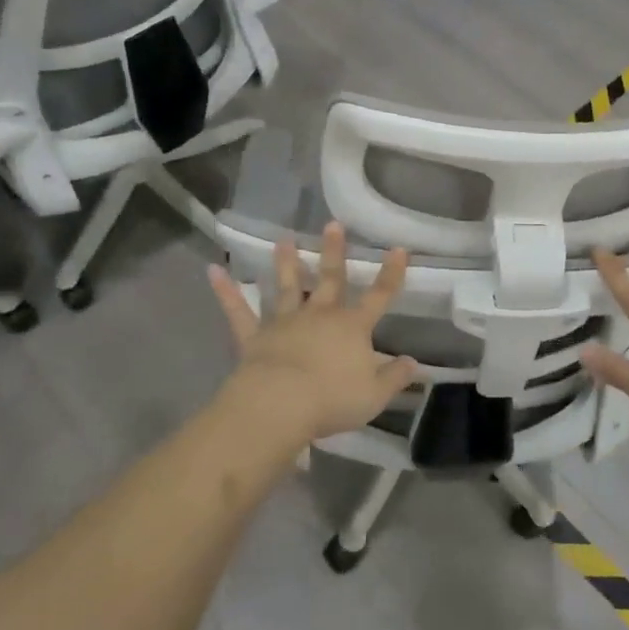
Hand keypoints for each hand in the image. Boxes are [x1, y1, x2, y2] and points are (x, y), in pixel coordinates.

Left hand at [207, 221, 415, 446]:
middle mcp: (320, 315)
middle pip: (329, 278)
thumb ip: (395, 377)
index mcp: (352, 327)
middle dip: (334, 252)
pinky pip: (238, 310)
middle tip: (332, 224)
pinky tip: (213, 271)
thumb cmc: (332, 399)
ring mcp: (285, 322)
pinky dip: (226, 291)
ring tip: (283, 239)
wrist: (281, 405)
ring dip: (285, 262)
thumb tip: (414, 363)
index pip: (379, 296)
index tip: (398, 248)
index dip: (391, 273)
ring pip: (286, 286)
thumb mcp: (374, 394)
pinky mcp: (255, 336)